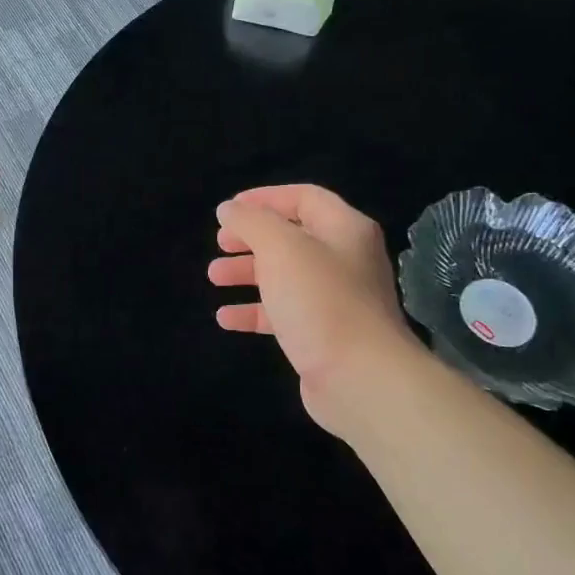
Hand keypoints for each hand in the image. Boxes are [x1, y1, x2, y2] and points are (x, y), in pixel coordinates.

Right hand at [209, 185, 414, 434]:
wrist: (360, 377)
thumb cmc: (320, 300)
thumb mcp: (280, 248)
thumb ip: (251, 222)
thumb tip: (229, 209)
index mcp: (344, 230)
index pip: (304, 198)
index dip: (264, 198)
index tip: (228, 210)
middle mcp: (345, 260)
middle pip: (292, 237)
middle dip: (251, 238)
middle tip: (220, 243)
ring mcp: (336, 300)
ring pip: (285, 276)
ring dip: (247, 273)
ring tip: (214, 277)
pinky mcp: (323, 335)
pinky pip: (284, 314)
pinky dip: (254, 311)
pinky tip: (225, 318)